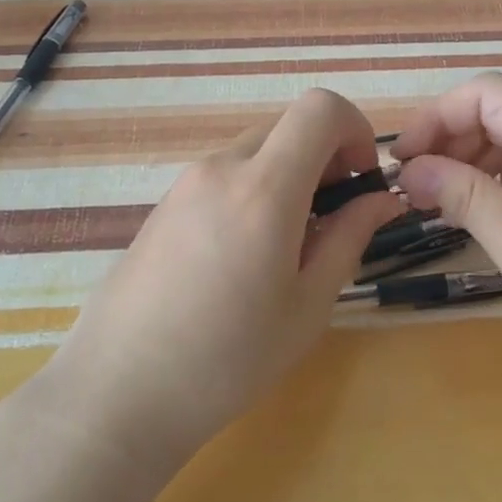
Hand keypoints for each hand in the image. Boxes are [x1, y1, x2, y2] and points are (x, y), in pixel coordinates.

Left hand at [43, 89, 402, 469]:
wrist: (118, 392)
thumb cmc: (228, 359)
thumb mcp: (308, 304)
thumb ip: (350, 237)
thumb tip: (383, 199)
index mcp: (264, 187)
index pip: (320, 108)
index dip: (355, 131)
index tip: (360, 182)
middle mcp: (222, 168)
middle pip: (289, 126)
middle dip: (326, 158)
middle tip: (333, 219)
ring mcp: (186, 182)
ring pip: (257, 151)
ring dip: (290, 176)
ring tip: (290, 245)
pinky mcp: (165, 203)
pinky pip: (225, 175)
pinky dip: (255, 190)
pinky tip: (247, 254)